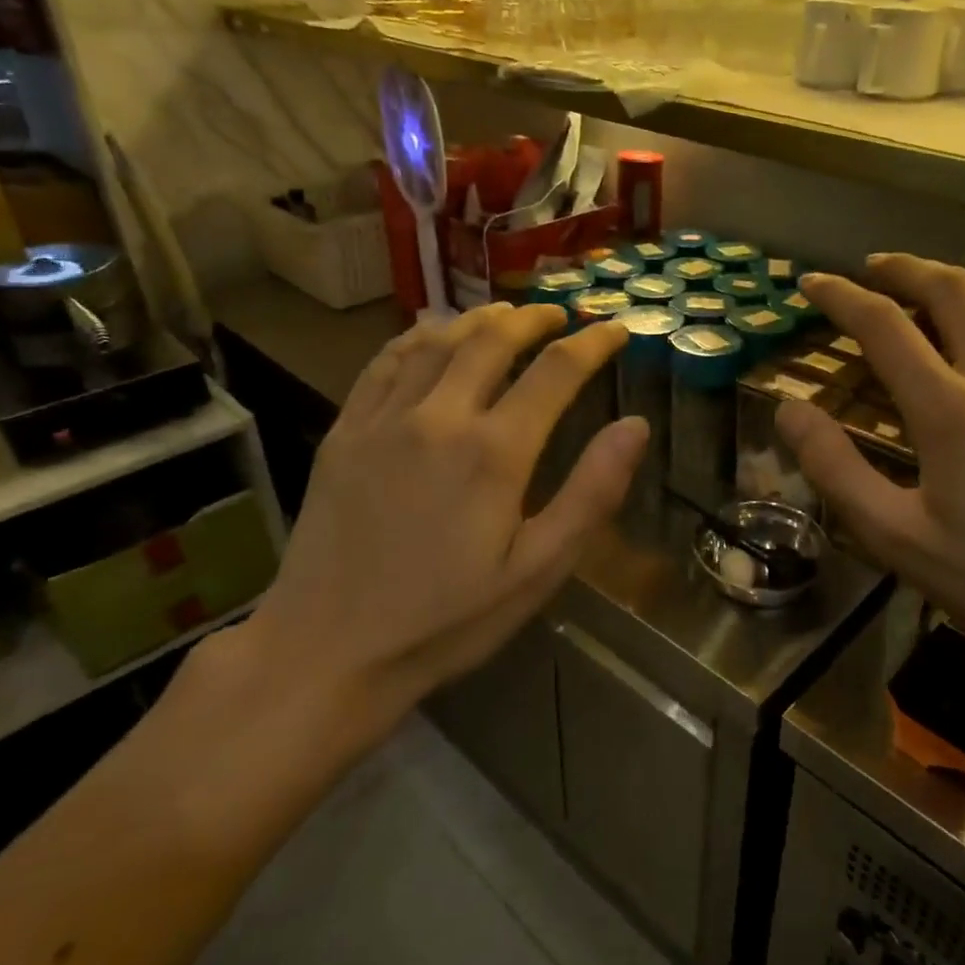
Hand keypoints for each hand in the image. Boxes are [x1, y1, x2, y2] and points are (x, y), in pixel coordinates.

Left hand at [233, 303, 645, 740]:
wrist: (328, 651)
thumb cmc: (447, 620)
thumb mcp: (538, 571)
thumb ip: (591, 494)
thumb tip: (636, 426)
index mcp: (494, 452)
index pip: (556, 371)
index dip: (593, 343)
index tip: (615, 328)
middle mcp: (439, 417)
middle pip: (493, 339)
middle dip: (534, 317)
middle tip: (560, 314)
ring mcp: (384, 419)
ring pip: (438, 341)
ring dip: (480, 318)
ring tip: (506, 313)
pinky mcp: (345, 431)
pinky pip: (385, 362)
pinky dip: (417, 336)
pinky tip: (431, 333)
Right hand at [777, 256, 964, 682]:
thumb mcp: (896, 536)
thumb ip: (835, 469)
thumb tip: (789, 410)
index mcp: (949, 410)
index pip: (883, 326)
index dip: (840, 296)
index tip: (811, 283)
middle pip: (949, 291)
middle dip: (903, 268)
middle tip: (870, 267)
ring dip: (954, 277)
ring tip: (924, 278)